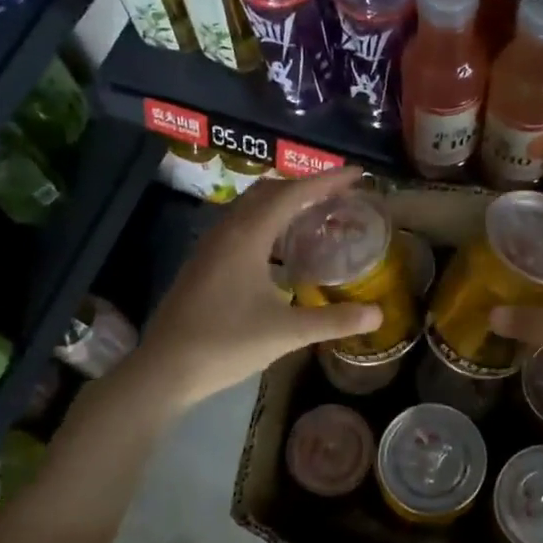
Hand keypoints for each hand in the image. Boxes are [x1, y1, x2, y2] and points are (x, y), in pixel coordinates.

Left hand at [135, 168, 383, 410]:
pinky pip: (240, 225)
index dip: (327, 181)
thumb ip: (333, 320)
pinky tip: (280, 249)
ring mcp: (211, 246)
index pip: (293, 194)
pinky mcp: (203, 263)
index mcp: (247, 236)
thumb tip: (378, 313)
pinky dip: (267, 222)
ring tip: (314, 215)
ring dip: (283, 203)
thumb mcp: (286, 333)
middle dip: (306, 187)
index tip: (357, 173)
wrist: (164, 369)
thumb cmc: (226, 344)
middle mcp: (227, 231)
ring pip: (251, 207)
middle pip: (270, 191)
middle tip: (339, 195)